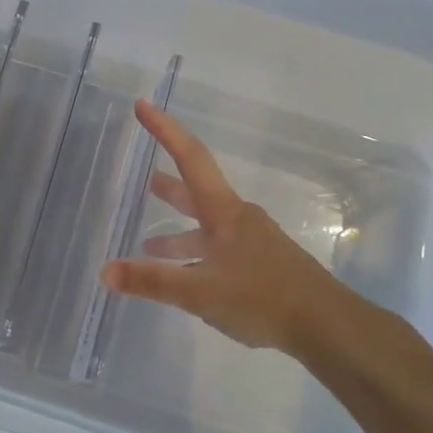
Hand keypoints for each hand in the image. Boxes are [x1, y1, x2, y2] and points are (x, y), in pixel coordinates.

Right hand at [99, 100, 369, 358]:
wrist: (328, 326)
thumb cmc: (262, 298)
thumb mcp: (200, 292)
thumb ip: (152, 281)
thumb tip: (104, 270)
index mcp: (223, 212)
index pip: (189, 158)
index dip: (164, 130)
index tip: (143, 106)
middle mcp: (237, 219)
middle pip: (196, 191)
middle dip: (168, 184)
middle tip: (143, 178)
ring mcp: (252, 242)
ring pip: (206, 227)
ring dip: (178, 230)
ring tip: (150, 242)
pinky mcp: (261, 266)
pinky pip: (218, 250)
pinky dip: (195, 255)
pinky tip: (185, 277)